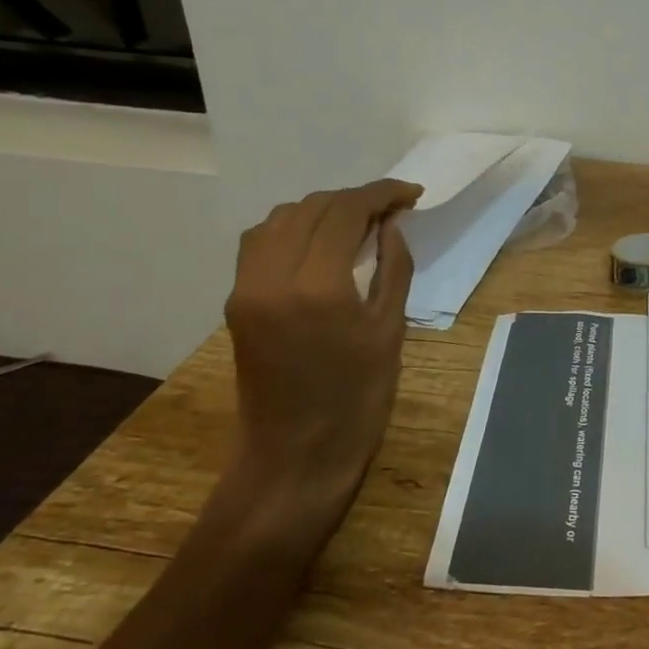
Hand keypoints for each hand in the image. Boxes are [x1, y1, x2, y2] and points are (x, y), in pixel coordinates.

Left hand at [215, 179, 421, 552]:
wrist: (296, 454)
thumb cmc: (358, 398)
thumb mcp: (389, 329)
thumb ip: (393, 267)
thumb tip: (392, 224)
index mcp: (317, 285)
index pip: (345, 211)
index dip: (381, 194)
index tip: (411, 194)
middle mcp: (272, 275)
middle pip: (312, 208)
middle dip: (355, 199)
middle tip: (392, 209)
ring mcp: (247, 287)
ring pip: (281, 218)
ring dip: (322, 209)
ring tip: (358, 222)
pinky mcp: (237, 301)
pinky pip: (262, 242)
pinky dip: (294, 227)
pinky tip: (320, 241)